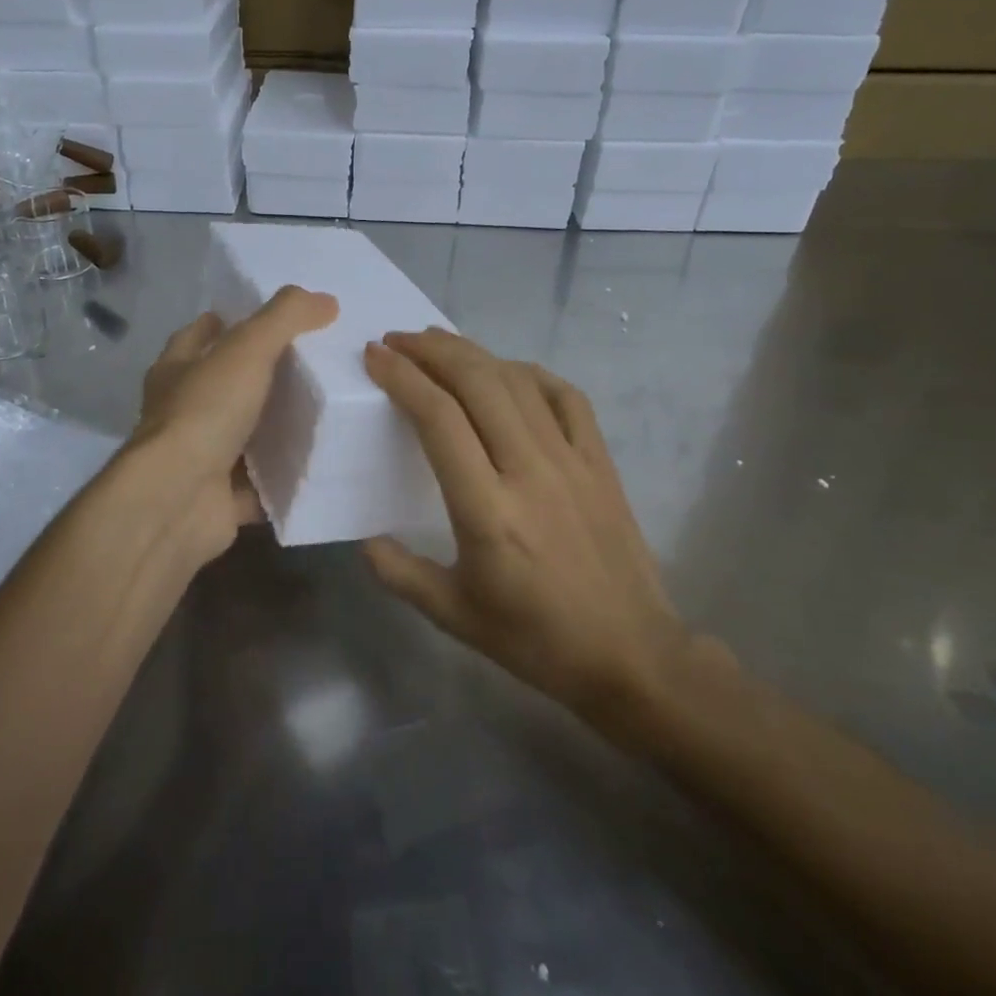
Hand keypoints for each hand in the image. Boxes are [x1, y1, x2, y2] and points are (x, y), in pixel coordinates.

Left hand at [131, 285, 337, 570]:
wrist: (177, 501)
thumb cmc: (204, 413)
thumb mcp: (246, 350)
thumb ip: (285, 319)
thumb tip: (326, 299)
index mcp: (177, 371)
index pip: (197, 336)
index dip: (224, 323)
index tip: (260, 318)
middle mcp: (182, 413)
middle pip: (222, 386)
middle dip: (257, 376)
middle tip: (309, 363)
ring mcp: (200, 459)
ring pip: (242, 437)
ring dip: (272, 428)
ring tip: (324, 411)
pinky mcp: (220, 499)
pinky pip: (260, 485)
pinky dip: (282, 478)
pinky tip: (317, 467)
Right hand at [361, 329, 694, 733]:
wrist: (631, 655)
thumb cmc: (535, 639)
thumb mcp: (453, 616)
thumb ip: (399, 574)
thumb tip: (364, 540)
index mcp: (486, 509)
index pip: (438, 418)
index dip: (403, 377)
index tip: (375, 356)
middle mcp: (528, 470)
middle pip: (477, 382)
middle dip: (432, 350)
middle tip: (399, 340)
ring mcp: (571, 461)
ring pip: (517, 381)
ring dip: (473, 353)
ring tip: (439, 343)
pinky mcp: (601, 462)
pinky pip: (566, 397)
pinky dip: (530, 373)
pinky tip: (507, 371)